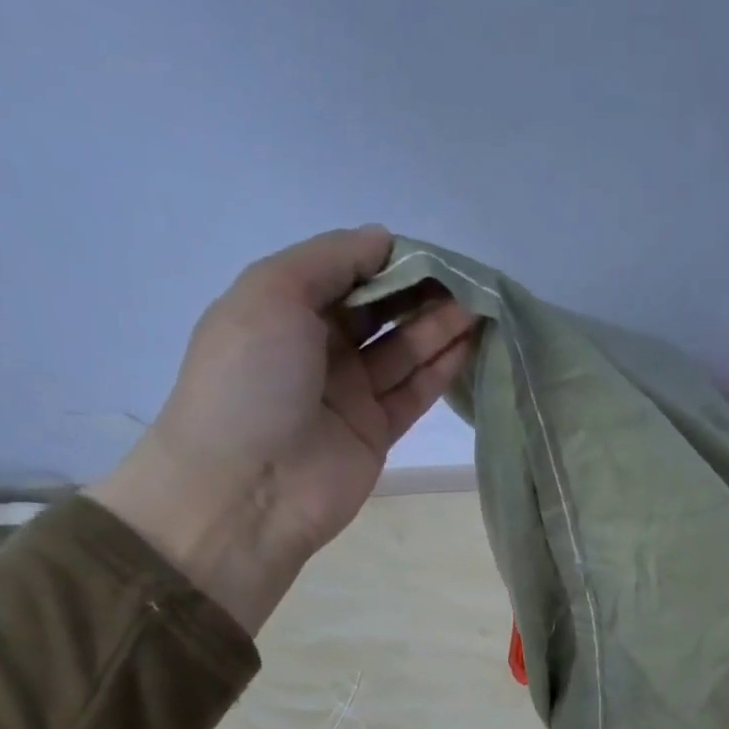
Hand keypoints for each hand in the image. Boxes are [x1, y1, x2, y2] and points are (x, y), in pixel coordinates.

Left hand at [89, 225, 476, 632]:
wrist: (248, 489)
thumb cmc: (250, 381)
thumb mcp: (273, 294)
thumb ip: (329, 260)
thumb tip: (382, 239)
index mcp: (281, 310)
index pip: (343, 274)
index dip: (385, 261)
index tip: (429, 254)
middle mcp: (316, 349)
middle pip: (378, 313)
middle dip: (419, 293)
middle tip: (466, 281)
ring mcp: (348, 394)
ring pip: (402, 352)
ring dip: (438, 328)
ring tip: (480, 306)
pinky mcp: (376, 433)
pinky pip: (413, 393)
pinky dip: (440, 369)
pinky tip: (469, 344)